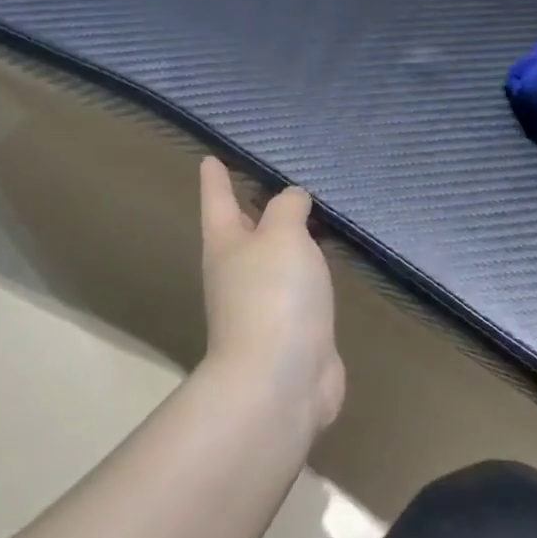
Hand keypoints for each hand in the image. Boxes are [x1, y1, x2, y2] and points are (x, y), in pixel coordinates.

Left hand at [199, 157, 344, 432]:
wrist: (280, 379)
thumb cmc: (274, 295)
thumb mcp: (282, 236)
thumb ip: (287, 209)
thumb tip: (291, 199)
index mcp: (226, 244)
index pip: (219, 200)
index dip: (215, 178)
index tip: (210, 158)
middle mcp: (238, 272)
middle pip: (244, 230)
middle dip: (254, 207)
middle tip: (272, 182)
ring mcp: (263, 304)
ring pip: (275, 260)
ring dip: (286, 241)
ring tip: (309, 218)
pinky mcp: (292, 328)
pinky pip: (300, 287)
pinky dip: (310, 271)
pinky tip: (326, 264)